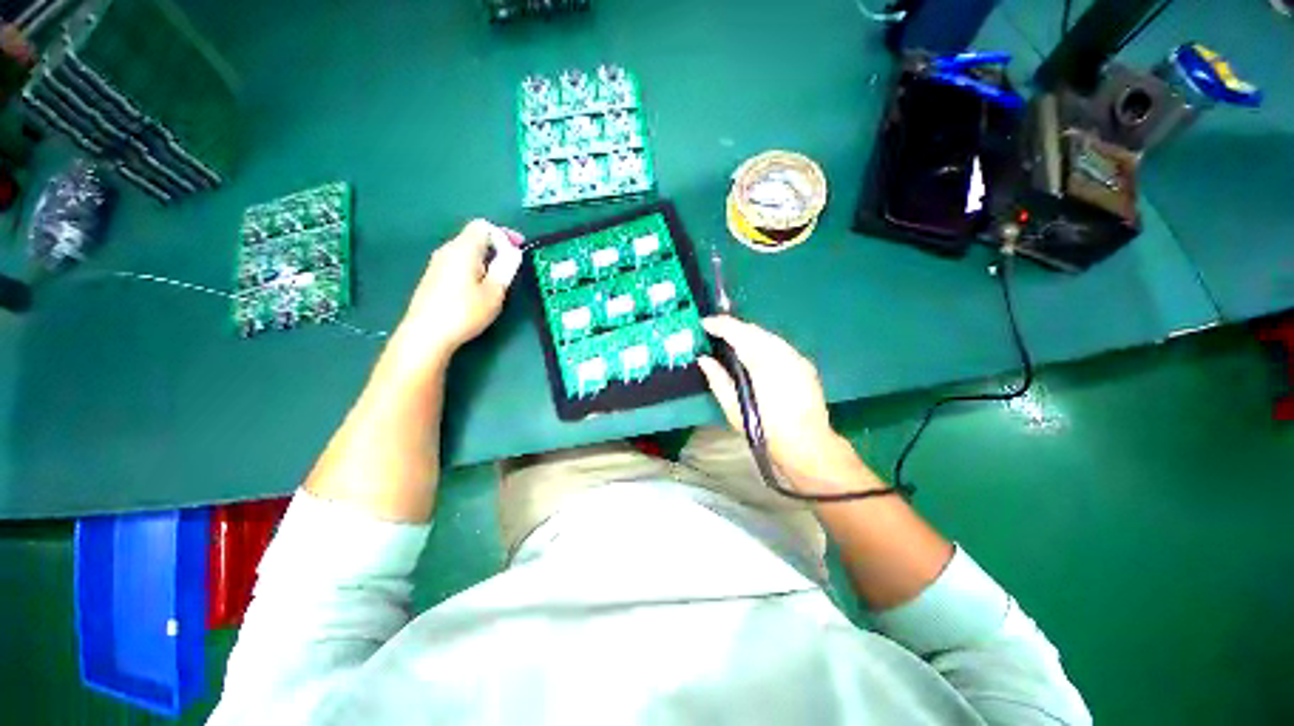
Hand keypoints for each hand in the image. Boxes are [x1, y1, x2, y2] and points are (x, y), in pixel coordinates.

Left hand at [390, 219, 522, 367]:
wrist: (425, 334)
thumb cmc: (464, 312)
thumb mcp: (494, 291)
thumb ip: (506, 268)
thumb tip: (513, 253)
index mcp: (463, 249)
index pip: (483, 226)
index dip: (504, 234)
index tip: (519, 249)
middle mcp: (447, 250)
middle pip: (474, 237)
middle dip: (497, 247)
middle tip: (512, 265)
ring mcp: (437, 264)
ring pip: (466, 251)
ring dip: (486, 259)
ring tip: (499, 279)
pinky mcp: (433, 277)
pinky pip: (458, 263)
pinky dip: (474, 268)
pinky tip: (479, 288)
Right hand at [698, 316, 854, 481]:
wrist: (808, 448)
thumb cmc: (767, 433)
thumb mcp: (735, 410)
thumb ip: (718, 380)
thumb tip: (704, 359)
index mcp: (764, 364)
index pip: (739, 333)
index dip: (720, 325)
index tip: (704, 323)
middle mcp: (783, 354)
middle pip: (755, 330)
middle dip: (734, 327)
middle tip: (714, 330)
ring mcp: (797, 358)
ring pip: (768, 336)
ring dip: (748, 334)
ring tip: (730, 340)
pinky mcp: (804, 364)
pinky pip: (778, 345)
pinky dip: (762, 343)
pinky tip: (754, 353)